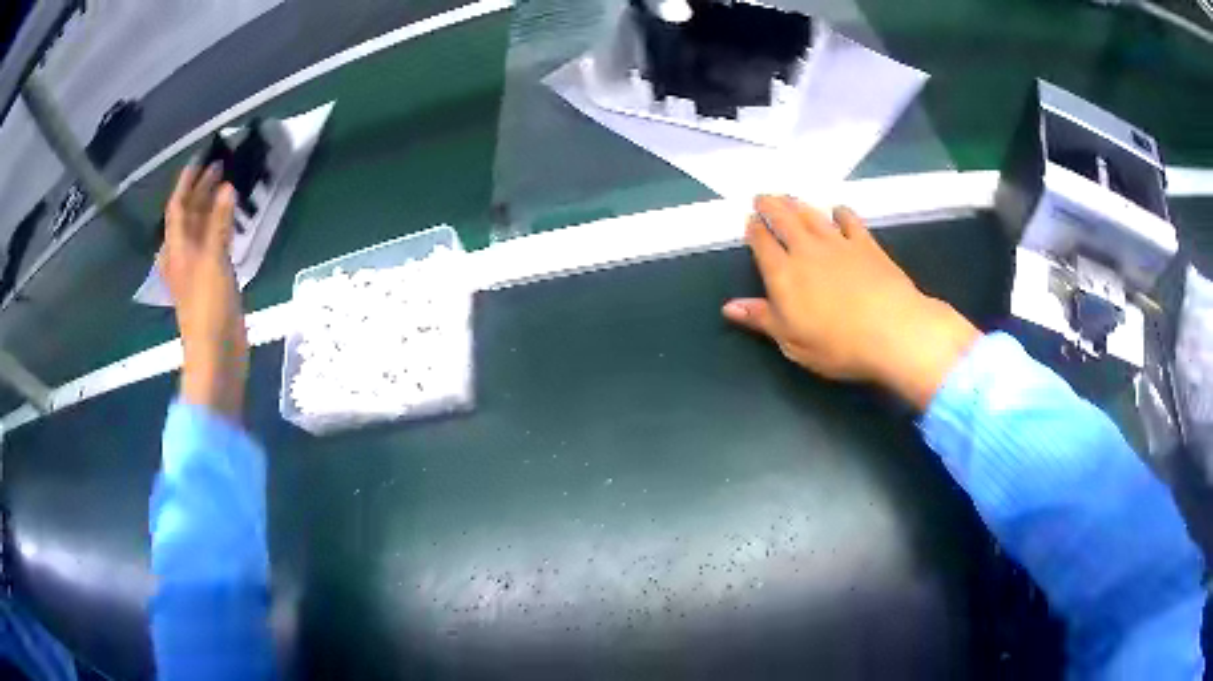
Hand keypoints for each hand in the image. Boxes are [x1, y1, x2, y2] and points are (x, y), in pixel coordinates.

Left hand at [159, 164, 247, 419]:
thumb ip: (219, 224)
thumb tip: (226, 188)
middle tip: (221, 167)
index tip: (202, 157)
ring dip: (211, 207)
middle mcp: (183, 256)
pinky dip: (220, 227)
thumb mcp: (213, 262)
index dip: (187, 181)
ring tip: (228, 187)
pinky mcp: (210, 282)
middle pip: (188, 216)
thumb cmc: (208, 310)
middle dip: (201, 190)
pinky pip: (212, 244)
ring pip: (200, 229)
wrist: (216, 357)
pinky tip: (232, 221)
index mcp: (177, 250)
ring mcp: (196, 270)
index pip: (178, 206)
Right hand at [722, 195, 978, 409]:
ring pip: (812, 216)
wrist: (891, 330)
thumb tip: (729, 307)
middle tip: (763, 196)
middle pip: (784, 220)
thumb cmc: (836, 344)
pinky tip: (838, 210)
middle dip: (771, 206)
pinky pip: (850, 221)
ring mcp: (838, 244)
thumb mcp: (791, 341)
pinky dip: (841, 213)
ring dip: (798, 205)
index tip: (750, 220)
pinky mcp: (866, 244)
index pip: (763, 244)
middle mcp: (806, 251)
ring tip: (790, 198)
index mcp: (784, 275)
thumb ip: (761, 319)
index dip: (754, 230)